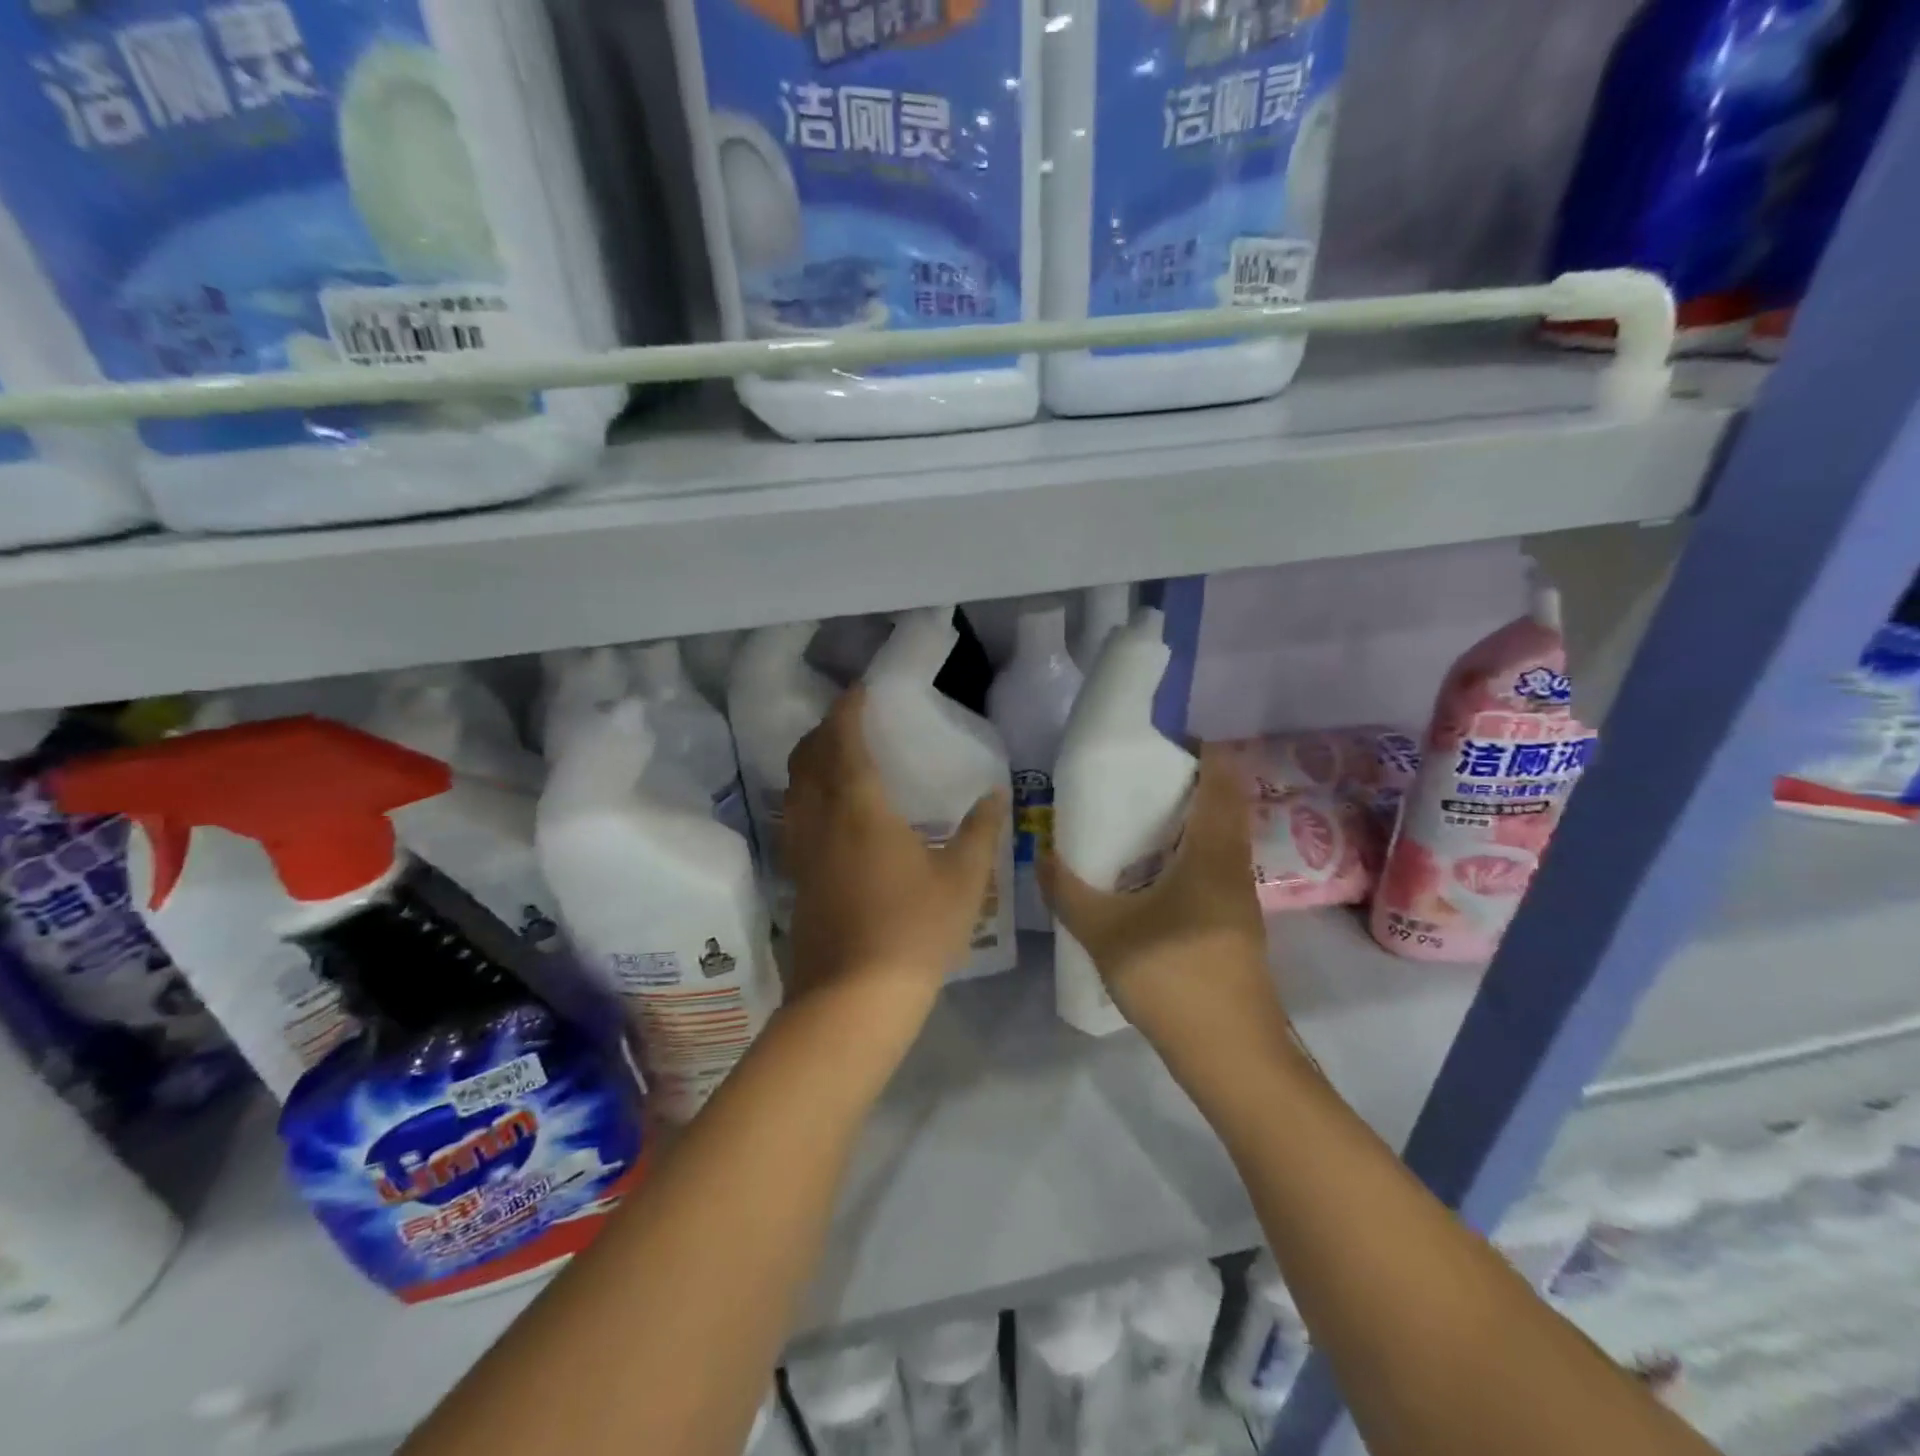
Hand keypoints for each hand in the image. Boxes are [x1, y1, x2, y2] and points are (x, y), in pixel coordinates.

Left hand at [783, 686, 1007, 1009]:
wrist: (852, 999)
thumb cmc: (914, 931)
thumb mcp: (962, 881)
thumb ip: (980, 832)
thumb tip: (995, 794)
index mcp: (859, 807)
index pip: (843, 740)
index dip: (848, 709)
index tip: (859, 690)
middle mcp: (821, 819)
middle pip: (807, 758)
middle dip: (824, 730)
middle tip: (849, 720)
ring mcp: (801, 850)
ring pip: (794, 788)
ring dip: (809, 761)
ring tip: (835, 757)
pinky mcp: (796, 877)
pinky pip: (794, 817)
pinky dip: (805, 795)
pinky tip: (828, 813)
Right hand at [1040, 746, 1286, 1070]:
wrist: (1231, 1057)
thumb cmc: (1174, 979)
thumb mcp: (1105, 932)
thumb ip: (1068, 891)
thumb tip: (1042, 855)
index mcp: (1214, 854)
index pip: (1222, 780)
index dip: (1202, 750)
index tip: (1164, 738)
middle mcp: (1234, 867)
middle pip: (1222, 806)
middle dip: (1187, 783)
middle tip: (1136, 777)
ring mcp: (1239, 900)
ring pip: (1219, 841)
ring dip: (1187, 822)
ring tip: (1137, 819)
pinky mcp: (1234, 927)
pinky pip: (1212, 869)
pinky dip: (1187, 855)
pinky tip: (1151, 875)